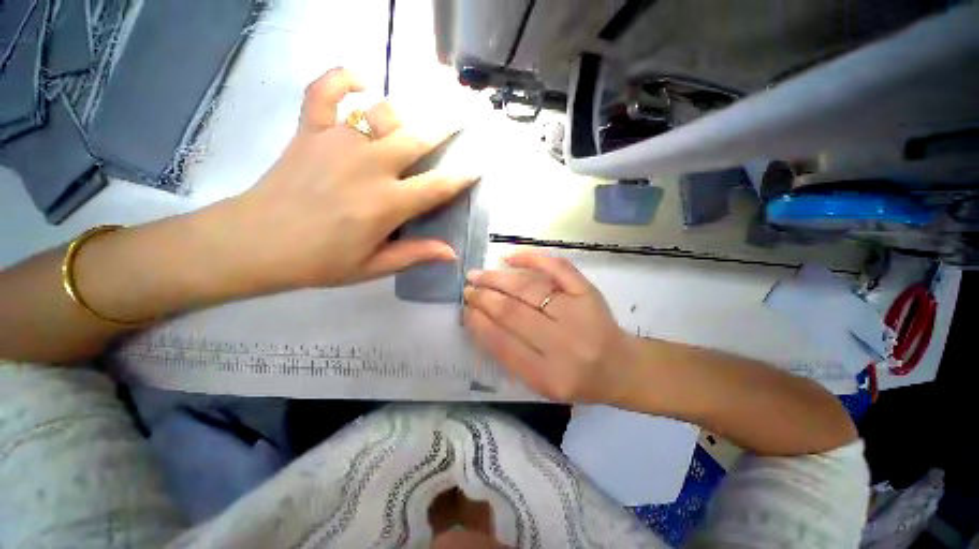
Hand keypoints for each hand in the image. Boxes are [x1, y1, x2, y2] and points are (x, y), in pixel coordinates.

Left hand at [223, 67, 477, 291]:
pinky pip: (325, 90)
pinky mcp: (309, 130)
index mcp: (386, 204)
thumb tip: (451, 253)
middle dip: (448, 124)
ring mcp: (337, 142)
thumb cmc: (318, 261)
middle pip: (418, 137)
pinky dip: (343, 78)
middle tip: (467, 111)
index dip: (463, 175)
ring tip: (428, 100)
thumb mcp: (372, 267)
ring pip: (383, 111)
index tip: (479, 164)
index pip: (437, 185)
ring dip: (409, 106)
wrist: (253, 242)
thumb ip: (414, 254)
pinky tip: (361, 80)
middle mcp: (368, 166)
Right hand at [463, 251, 637, 402]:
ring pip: (529, 288)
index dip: (479, 323)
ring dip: (499, 279)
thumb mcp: (541, 383)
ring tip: (479, 275)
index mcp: (549, 375)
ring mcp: (579, 311)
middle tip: (468, 288)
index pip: (503, 344)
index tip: (465, 310)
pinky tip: (510, 258)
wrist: (621, 366)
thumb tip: (480, 320)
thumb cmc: (577, 379)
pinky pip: (557, 267)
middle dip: (484, 297)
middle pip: (513, 312)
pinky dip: (532, 258)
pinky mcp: (588, 291)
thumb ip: (510, 356)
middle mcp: (564, 343)